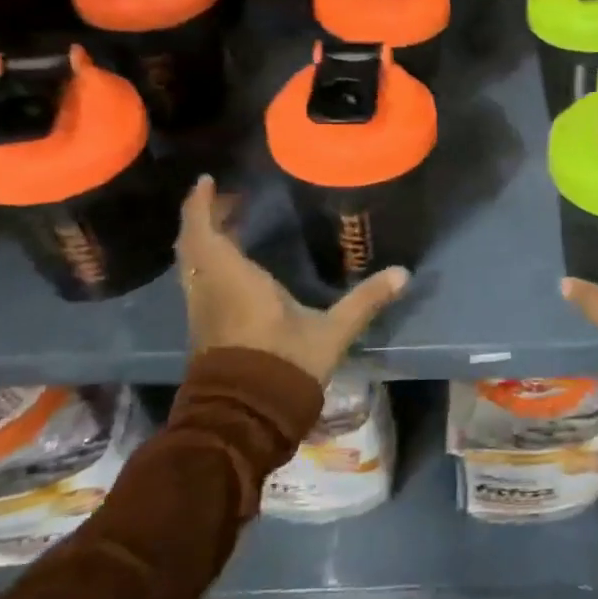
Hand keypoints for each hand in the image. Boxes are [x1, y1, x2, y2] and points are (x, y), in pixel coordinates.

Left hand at [178, 176, 406, 385]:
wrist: (245, 419)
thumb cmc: (285, 366)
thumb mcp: (331, 332)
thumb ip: (365, 300)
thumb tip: (404, 273)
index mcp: (234, 279)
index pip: (203, 232)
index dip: (200, 204)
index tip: (208, 179)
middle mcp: (210, 289)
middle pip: (193, 244)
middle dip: (206, 216)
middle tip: (231, 197)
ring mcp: (203, 310)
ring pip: (193, 264)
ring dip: (206, 239)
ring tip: (233, 222)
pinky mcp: (205, 328)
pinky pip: (200, 280)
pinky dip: (210, 260)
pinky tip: (236, 262)